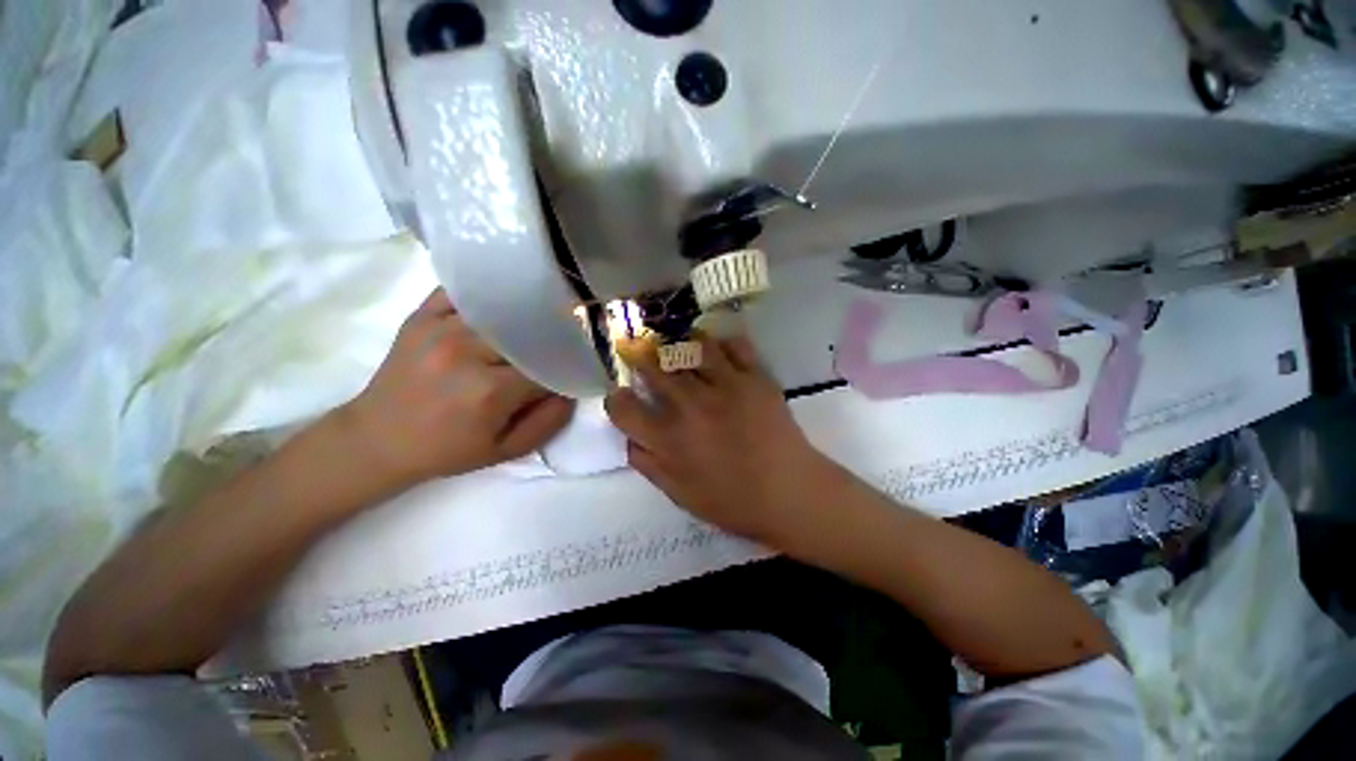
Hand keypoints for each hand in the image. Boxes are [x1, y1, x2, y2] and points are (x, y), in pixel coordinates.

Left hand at [345, 289, 574, 486]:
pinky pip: (466, 292)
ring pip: (503, 310)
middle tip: (553, 350)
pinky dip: (488, 296)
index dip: (563, 367)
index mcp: (489, 390)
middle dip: (546, 342)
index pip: (547, 365)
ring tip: (531, 328)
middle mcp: (465, 351)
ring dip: (522, 319)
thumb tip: (570, 389)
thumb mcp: (506, 451)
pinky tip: (500, 306)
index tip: (569, 371)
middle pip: (528, 333)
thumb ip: (548, 422)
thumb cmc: (448, 449)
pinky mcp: (422, 315)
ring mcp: (440, 327)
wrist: (377, 439)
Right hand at [604, 333, 835, 540]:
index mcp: (668, 438)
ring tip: (678, 346)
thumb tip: (629, 437)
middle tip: (640, 351)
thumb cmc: (732, 501)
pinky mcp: (754, 377)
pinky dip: (722, 344)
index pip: (623, 406)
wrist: (789, 492)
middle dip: (639, 356)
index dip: (617, 400)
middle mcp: (690, 405)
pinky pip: (733, 345)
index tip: (624, 398)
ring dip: (678, 344)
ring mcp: (724, 386)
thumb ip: (647, 464)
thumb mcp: (679, 494)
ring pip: (690, 346)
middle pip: (652, 365)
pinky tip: (718, 352)